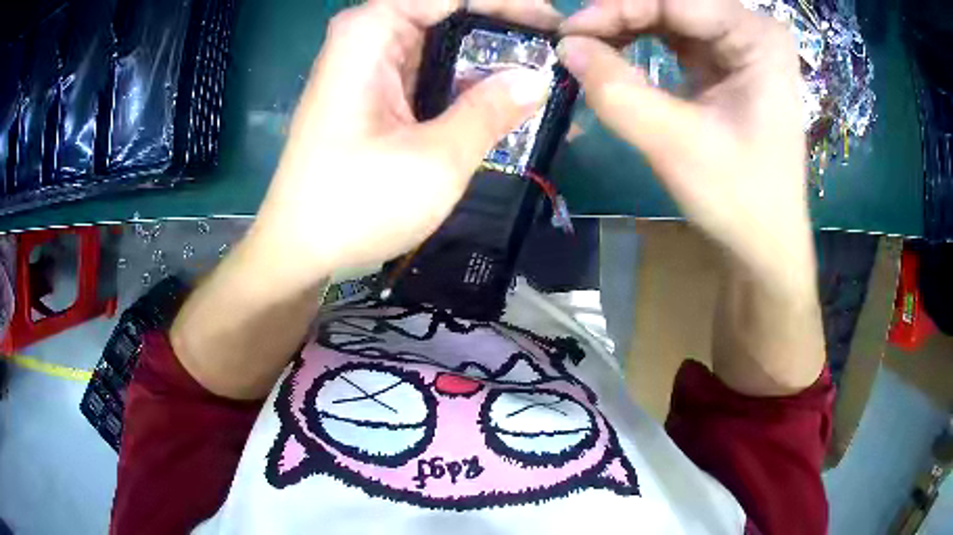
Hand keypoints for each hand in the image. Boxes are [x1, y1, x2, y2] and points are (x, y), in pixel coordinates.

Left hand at [246, 0, 561, 288]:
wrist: (299, 251)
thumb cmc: (355, 206)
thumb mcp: (435, 159)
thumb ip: (490, 111)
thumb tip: (539, 79)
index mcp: (372, 31)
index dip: (510, 3)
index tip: (556, 26)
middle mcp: (368, 36)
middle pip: (450, 11)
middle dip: (507, 27)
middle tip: (558, 53)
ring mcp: (370, 65)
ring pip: (444, 40)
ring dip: (492, 56)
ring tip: (547, 75)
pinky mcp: (376, 93)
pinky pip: (432, 70)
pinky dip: (469, 81)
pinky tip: (508, 98)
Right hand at [559, 0, 814, 288]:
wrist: (764, 244)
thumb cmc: (739, 199)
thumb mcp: (676, 146)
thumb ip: (617, 91)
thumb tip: (565, 46)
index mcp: (758, 39)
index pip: (677, 0)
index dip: (618, 7)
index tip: (569, 31)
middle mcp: (752, 30)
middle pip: (673, 2)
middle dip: (619, 14)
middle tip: (574, 39)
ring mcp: (739, 44)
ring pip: (668, 13)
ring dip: (624, 24)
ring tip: (588, 46)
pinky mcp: (725, 62)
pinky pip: (673, 33)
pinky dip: (639, 39)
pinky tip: (614, 52)